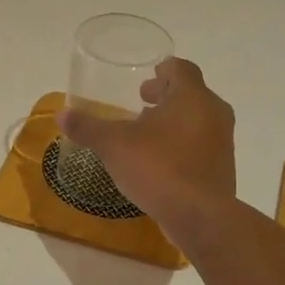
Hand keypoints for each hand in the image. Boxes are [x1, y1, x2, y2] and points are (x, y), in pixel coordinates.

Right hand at [57, 57, 236, 242]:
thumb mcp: (114, 145)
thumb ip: (88, 127)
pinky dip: (183, 146)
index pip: (181, 69)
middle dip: (166, 97)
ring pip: (198, 121)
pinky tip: (161, 163)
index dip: (163, 70)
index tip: (147, 78)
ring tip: (148, 135)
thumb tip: (62, 115)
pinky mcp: (223, 169)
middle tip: (143, 104)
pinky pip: (202, 147)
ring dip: (175, 122)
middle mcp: (214, 114)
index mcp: (192, 97)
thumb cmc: (158, 167)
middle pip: (192, 94)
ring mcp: (223, 143)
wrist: (199, 216)